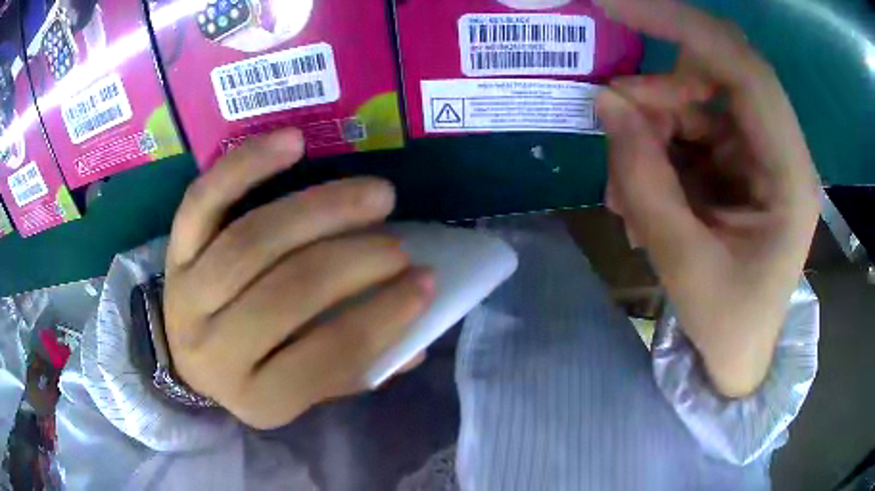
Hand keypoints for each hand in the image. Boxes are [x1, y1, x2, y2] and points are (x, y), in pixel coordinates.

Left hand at [163, 129, 433, 428]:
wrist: (188, 360)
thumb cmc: (256, 375)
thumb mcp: (307, 390)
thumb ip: (360, 367)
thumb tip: (419, 337)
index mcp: (258, 398)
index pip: (329, 357)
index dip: (386, 316)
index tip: (427, 281)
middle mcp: (214, 351)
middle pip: (288, 293)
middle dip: (356, 260)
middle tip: (400, 243)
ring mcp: (187, 295)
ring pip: (253, 241)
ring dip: (322, 210)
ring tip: (376, 195)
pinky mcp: (174, 251)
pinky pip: (204, 201)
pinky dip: (248, 166)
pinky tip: (293, 142)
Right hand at [595, 0, 819, 396]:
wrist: (736, 354)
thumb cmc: (726, 325)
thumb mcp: (683, 264)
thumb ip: (643, 180)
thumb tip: (604, 102)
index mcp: (788, 174)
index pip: (744, 68)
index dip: (682, 26)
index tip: (618, 7)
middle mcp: (778, 149)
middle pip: (718, 73)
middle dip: (659, 83)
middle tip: (610, 110)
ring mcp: (755, 153)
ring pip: (694, 101)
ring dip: (649, 127)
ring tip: (622, 189)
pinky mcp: (735, 162)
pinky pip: (686, 130)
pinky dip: (653, 148)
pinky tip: (637, 194)